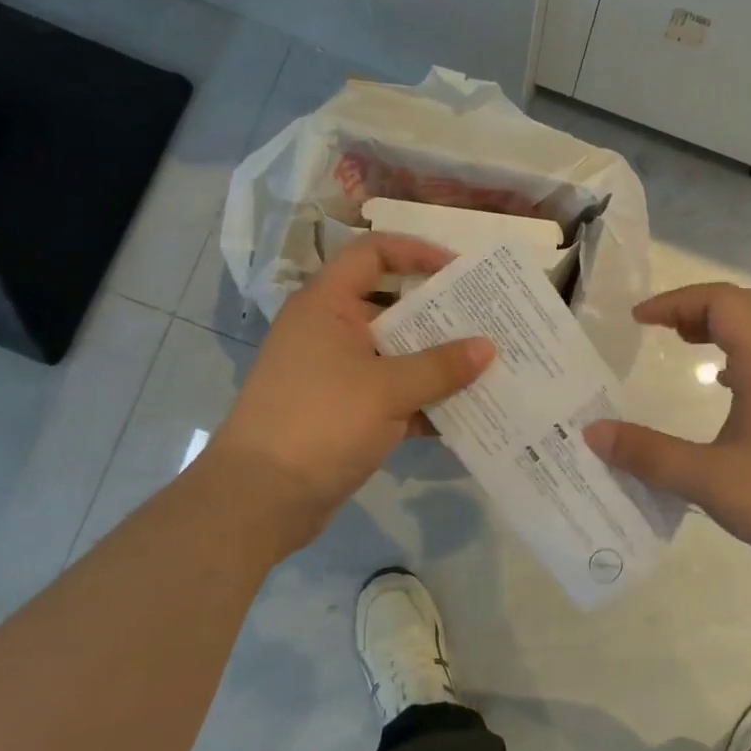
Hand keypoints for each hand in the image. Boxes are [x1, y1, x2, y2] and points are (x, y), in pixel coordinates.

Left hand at [208, 234, 492, 543]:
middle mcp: (329, 331)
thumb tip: (488, 347)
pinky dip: (422, 401)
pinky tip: (463, 414)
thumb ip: (441, 366)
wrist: (261, 498)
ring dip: (436, 362)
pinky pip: (391, 395)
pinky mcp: (343, 413)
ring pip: (395, 354)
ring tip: (486, 366)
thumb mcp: (387, 389)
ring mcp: (336, 374)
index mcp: (327, 306)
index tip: (459, 270)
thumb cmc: (321, 422)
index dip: (415, 252)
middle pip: (391, 306)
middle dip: (439, 314)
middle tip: (487, 321)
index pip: (371, 254)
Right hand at [585, 283, 750, 581]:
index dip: (676, 301)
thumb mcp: (709, 480)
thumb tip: (592, 432)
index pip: (722, 301)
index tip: (638, 321)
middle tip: (659, 329)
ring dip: (718, 328)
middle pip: (744, 307)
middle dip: (696, 307)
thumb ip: (648, 454)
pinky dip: (736, 356)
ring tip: (682, 347)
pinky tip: (721, 390)